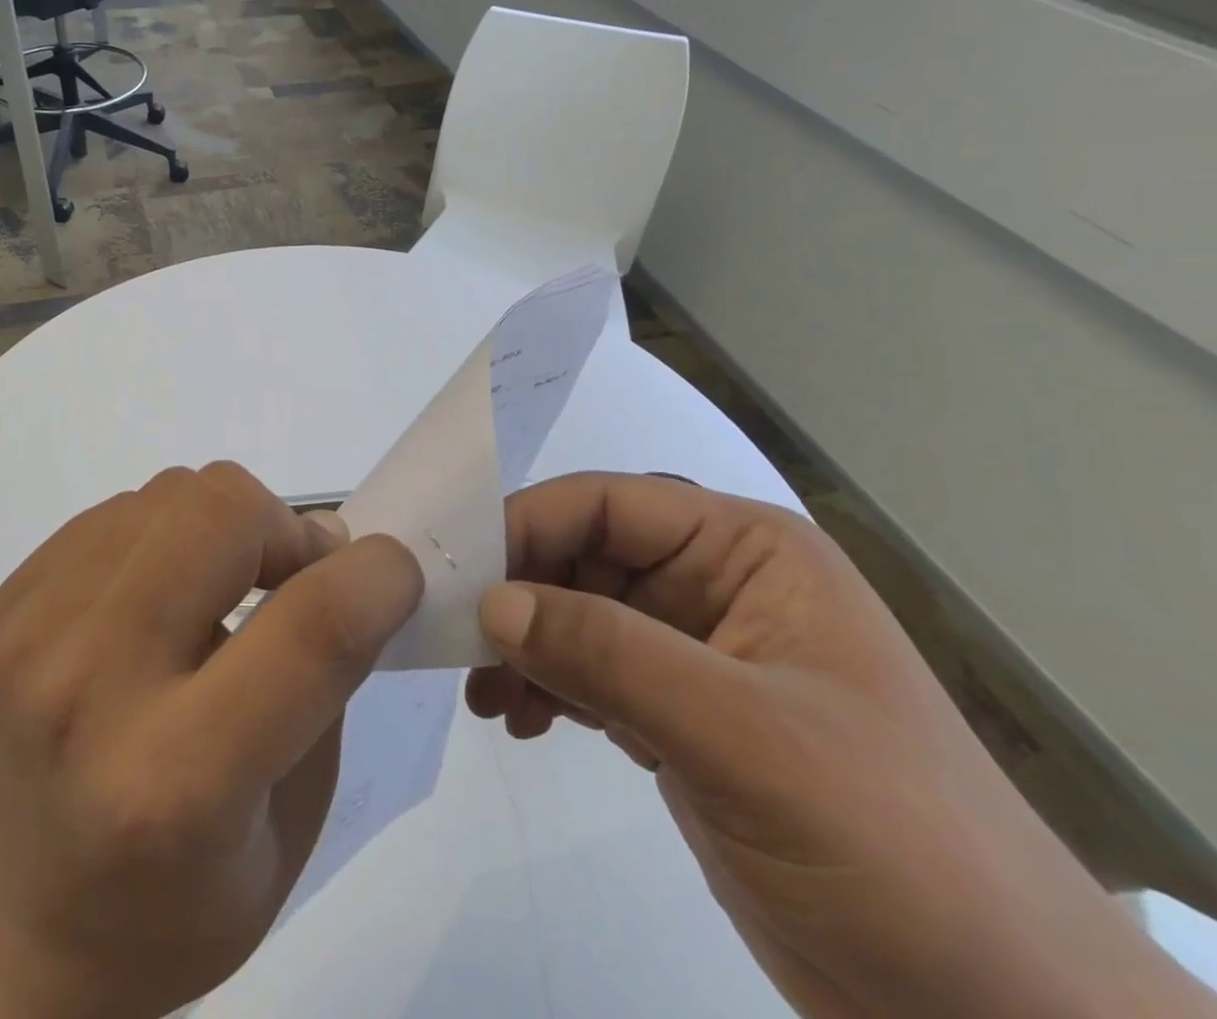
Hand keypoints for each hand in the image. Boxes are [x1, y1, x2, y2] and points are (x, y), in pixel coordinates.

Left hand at [0, 464, 421, 1018]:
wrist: (27, 925)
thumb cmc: (182, 902)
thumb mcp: (293, 822)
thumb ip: (327, 677)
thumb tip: (341, 557)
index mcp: (176, 782)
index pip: (309, 630)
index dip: (376, 576)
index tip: (394, 571)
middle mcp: (90, 688)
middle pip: (221, 515)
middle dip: (287, 529)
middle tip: (295, 576)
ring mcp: (35, 631)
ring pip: (172, 491)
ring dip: (226, 524)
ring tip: (224, 588)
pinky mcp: (9, 601)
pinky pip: (122, 509)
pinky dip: (168, 533)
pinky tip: (162, 596)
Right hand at [466, 473, 1213, 1018]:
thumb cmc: (891, 844)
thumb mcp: (745, 737)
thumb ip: (610, 654)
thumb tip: (492, 603)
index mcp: (747, 550)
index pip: (608, 504)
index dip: (528, 525)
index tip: (459, 573)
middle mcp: (715, 582)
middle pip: (583, 555)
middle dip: (518, 593)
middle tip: (457, 641)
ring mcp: (693, 649)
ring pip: (575, 612)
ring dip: (523, 643)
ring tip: (484, 693)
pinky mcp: (677, 712)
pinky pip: (587, 670)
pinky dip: (543, 685)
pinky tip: (516, 718)